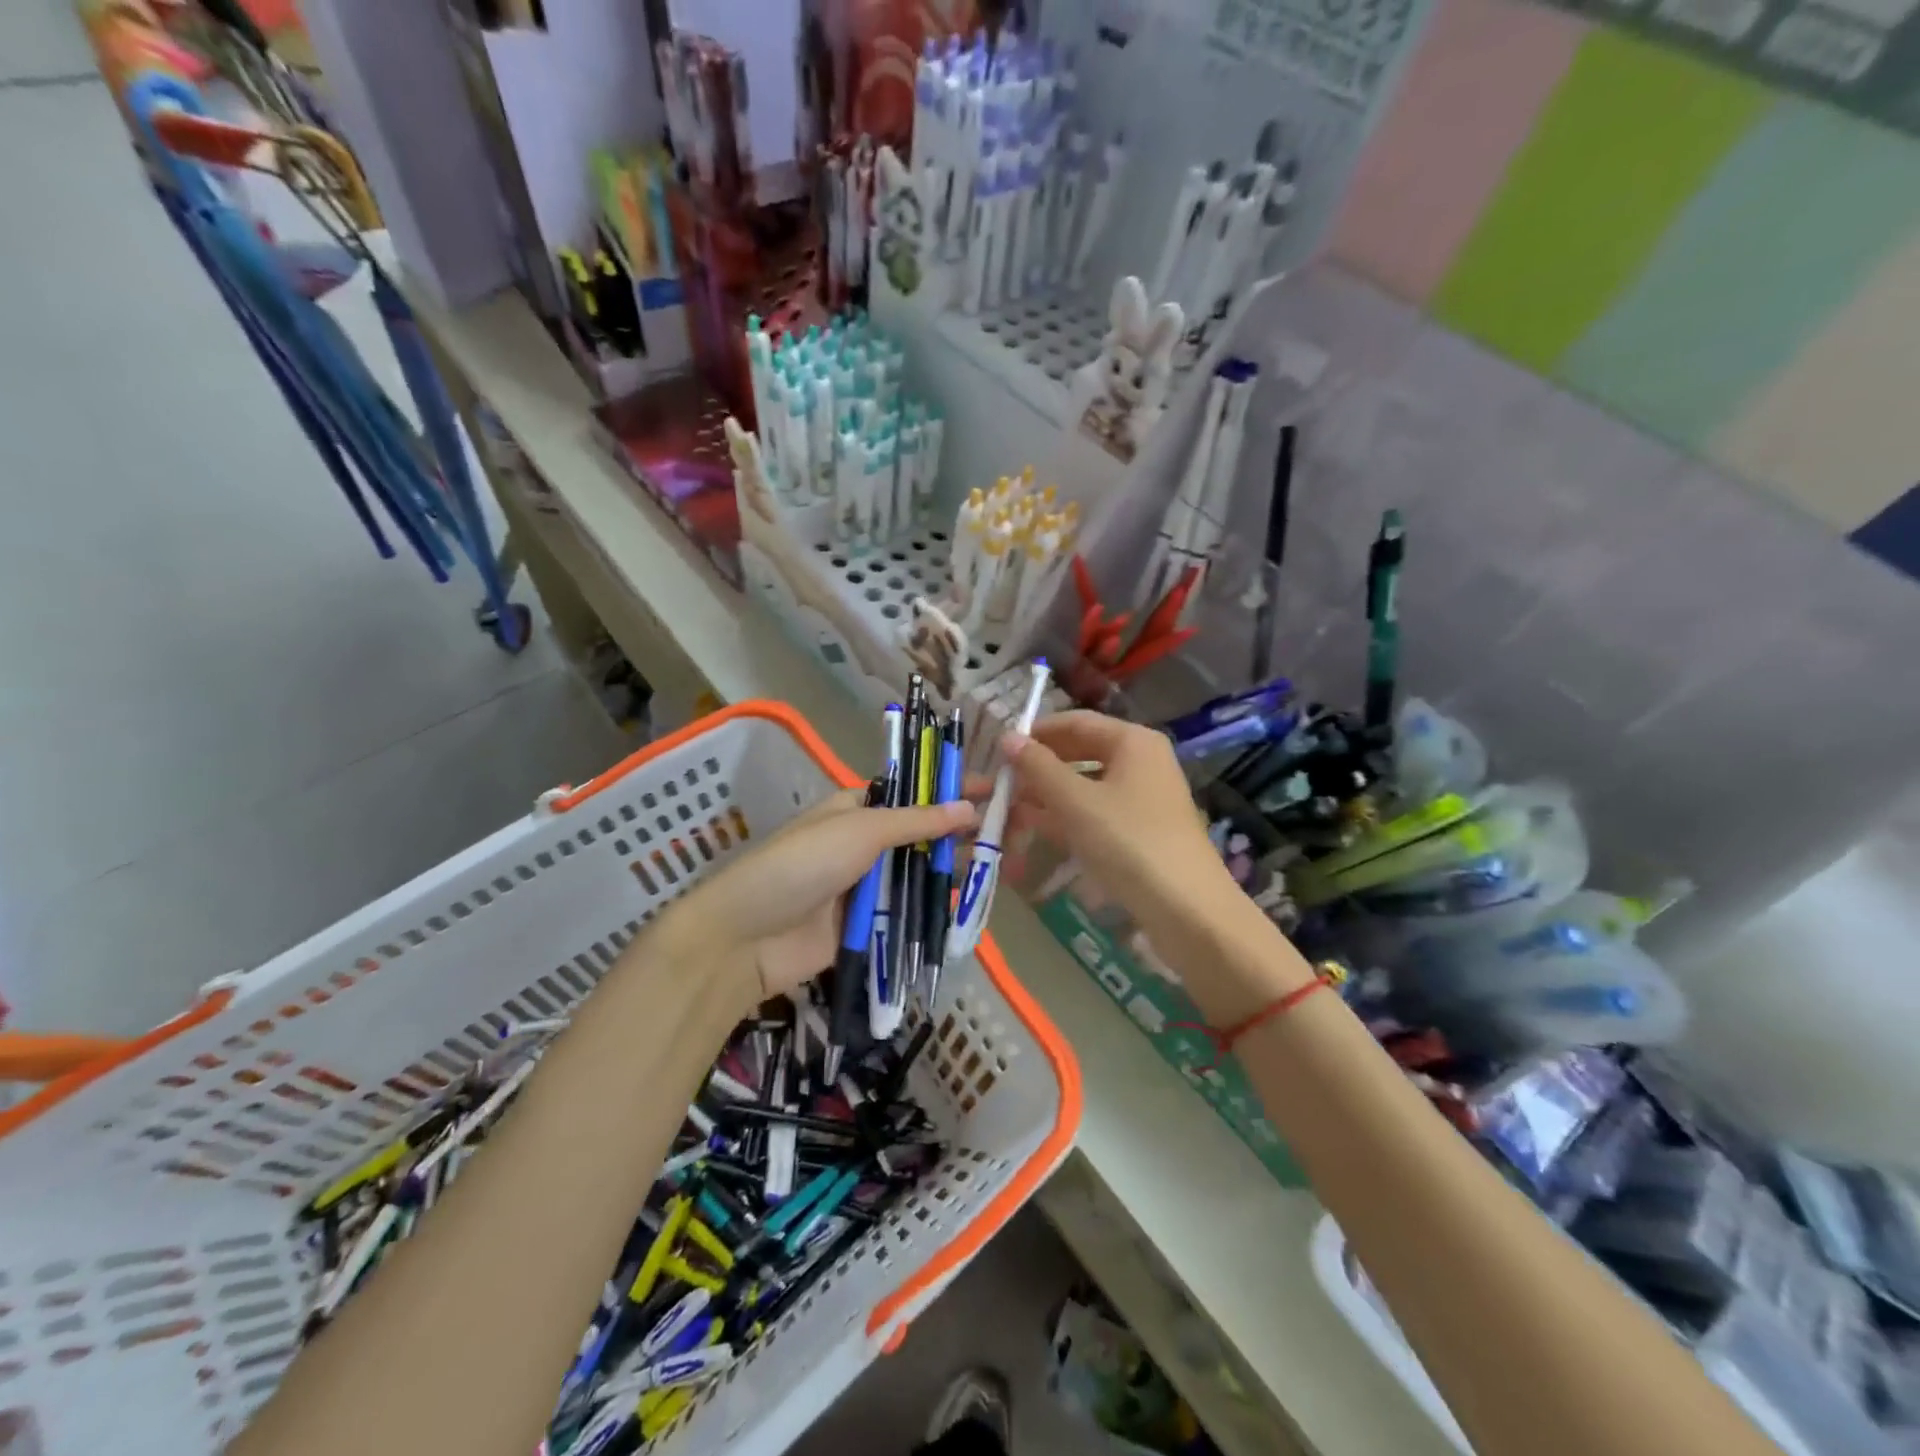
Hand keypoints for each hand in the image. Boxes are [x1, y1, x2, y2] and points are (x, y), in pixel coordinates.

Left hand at [666, 788, 975, 1007]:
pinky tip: (969, 903)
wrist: (748, 936)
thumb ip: (917, 822)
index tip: (995, 788)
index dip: (950, 789)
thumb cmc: (802, 864)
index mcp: (856, 808)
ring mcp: (866, 886)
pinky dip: (933, 907)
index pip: (913, 793)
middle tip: (1008, 832)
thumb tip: (969, 807)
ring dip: (951, 870)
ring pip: (918, 874)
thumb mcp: (861, 830)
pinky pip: (907, 912)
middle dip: (958, 833)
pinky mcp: (866, 925)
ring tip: (1000, 865)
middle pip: (920, 835)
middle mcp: (864, 843)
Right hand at [1001, 711, 1250, 955]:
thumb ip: (1038, 768)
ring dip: (1049, 795)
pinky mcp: (1143, 830)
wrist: (1187, 910)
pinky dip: (1069, 817)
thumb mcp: (1075, 802)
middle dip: (1040, 768)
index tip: (999, 749)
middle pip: (1082, 753)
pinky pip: (1098, 812)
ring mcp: (1145, 798)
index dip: (1036, 733)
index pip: (1075, 722)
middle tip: (1002, 783)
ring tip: (1010, 809)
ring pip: (1087, 785)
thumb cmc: (1128, 842)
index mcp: (1132, 742)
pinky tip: (1038, 829)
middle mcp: (1142, 761)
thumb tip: (1007, 737)